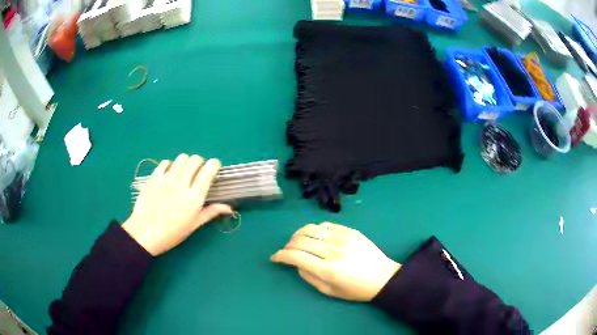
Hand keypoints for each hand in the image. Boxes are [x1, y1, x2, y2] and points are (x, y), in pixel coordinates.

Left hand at [123, 154, 232, 255]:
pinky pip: (164, 163)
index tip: (214, 169)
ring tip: (184, 173)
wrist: (145, 234)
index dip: (215, 164)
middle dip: (201, 163)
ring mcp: (166, 179)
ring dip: (186, 162)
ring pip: (181, 158)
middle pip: (195, 159)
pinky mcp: (154, 178)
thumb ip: (211, 212)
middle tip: (198, 173)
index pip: (209, 169)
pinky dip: (170, 165)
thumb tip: (229, 208)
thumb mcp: (193, 225)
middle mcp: (181, 183)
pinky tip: (169, 175)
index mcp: (194, 197)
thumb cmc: (172, 233)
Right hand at [271, 222, 400, 301]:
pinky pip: (327, 225)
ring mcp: (343, 238)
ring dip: (299, 234)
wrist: (383, 278)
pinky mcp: (351, 231)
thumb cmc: (356, 290)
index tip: (275, 257)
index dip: (281, 256)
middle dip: (288, 245)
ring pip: (312, 229)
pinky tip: (315, 235)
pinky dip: (316, 229)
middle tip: (286, 250)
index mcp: (328, 270)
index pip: (296, 257)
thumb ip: (309, 277)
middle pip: (301, 240)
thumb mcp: (329, 291)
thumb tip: (297, 264)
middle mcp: (333, 251)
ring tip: (297, 241)